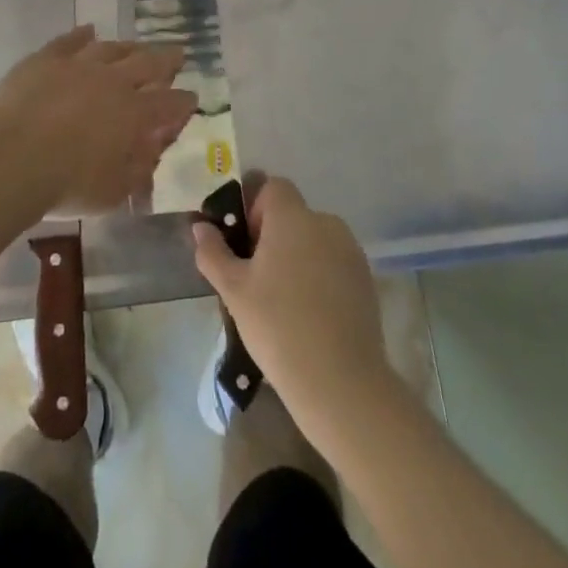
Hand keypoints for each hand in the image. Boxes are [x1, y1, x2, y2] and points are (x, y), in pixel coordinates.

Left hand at [0, 26, 196, 215]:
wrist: (8, 158)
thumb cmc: (65, 185)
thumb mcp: (113, 191)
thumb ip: (138, 169)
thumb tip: (152, 151)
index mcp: (135, 114)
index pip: (169, 103)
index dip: (183, 102)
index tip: (191, 99)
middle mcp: (113, 81)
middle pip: (148, 63)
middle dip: (167, 59)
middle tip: (177, 54)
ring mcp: (78, 65)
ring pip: (112, 48)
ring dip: (129, 47)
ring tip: (137, 46)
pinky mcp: (45, 59)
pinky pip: (70, 40)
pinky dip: (82, 35)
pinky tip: (89, 31)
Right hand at [193, 176, 393, 423]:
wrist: (340, 381)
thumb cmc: (278, 326)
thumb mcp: (233, 290)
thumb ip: (213, 252)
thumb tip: (201, 227)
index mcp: (293, 217)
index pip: (272, 186)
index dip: (254, 207)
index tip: (244, 244)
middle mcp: (326, 223)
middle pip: (293, 214)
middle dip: (272, 235)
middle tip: (255, 276)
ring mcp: (351, 251)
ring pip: (314, 239)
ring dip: (296, 255)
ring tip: (282, 298)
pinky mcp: (366, 279)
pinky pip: (333, 261)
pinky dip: (319, 274)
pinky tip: (309, 313)